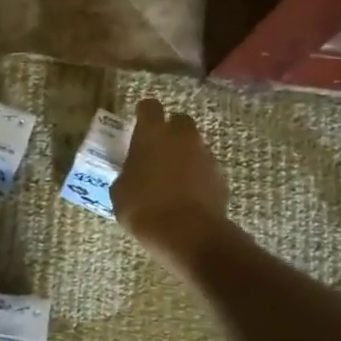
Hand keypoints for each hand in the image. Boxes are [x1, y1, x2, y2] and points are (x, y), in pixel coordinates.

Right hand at [111, 99, 230, 264]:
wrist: (186, 233)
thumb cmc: (142, 207)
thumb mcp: (120, 190)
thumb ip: (127, 173)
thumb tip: (132, 174)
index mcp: (151, 135)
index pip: (150, 107)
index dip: (144, 112)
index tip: (139, 121)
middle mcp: (181, 138)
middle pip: (179, 120)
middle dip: (171, 131)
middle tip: (158, 149)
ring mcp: (204, 156)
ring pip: (194, 146)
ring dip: (184, 155)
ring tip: (171, 178)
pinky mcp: (219, 177)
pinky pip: (205, 169)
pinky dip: (197, 176)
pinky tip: (186, 195)